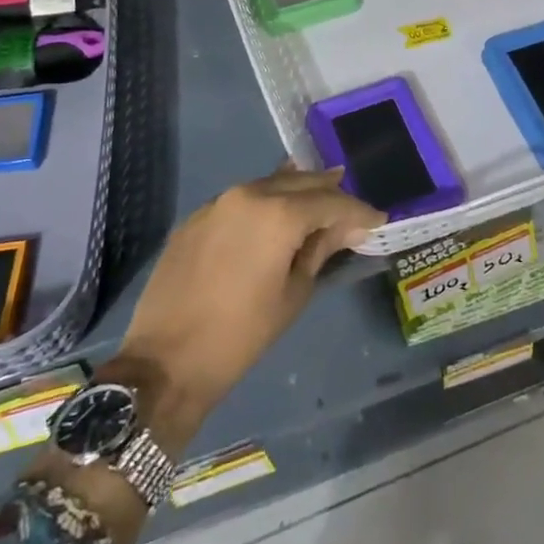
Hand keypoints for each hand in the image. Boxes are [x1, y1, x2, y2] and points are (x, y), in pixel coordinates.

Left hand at [105, 168, 379, 451]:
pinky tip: (275, 220)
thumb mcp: (293, 294)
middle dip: (330, 193)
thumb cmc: (241, 335)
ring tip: (319, 207)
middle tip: (351, 210)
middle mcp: (249, 193)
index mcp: (278, 213)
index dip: (359, 211)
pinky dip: (266, 204)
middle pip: (301, 182)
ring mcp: (218, 202)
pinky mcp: (197, 216)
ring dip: (297, 193)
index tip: (378, 220)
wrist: (165, 361)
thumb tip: (347, 227)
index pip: (331, 202)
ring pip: (270, 184)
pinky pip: (242, 199)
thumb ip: (322, 249)